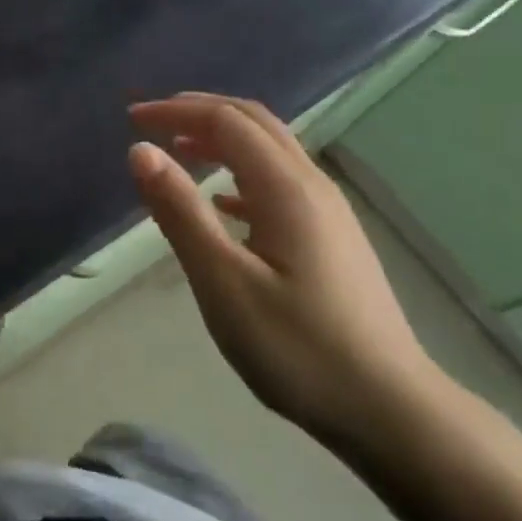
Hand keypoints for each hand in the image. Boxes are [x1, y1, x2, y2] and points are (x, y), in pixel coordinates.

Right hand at [127, 93, 440, 449]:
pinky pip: (280, 182)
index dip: (177, 111)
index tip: (132, 119)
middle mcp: (312, 186)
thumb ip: (181, 212)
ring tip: (179, 152)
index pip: (226, 122)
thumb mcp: (224, 282)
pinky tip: (223, 203)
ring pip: (271, 150)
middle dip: (200, 112)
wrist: (389, 409)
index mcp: (286, 189)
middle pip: (255, 123)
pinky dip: (241, 174)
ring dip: (222, 139)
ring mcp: (329, 212)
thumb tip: (141, 152)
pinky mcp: (332, 238)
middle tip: (152, 121)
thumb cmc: (297, 348)